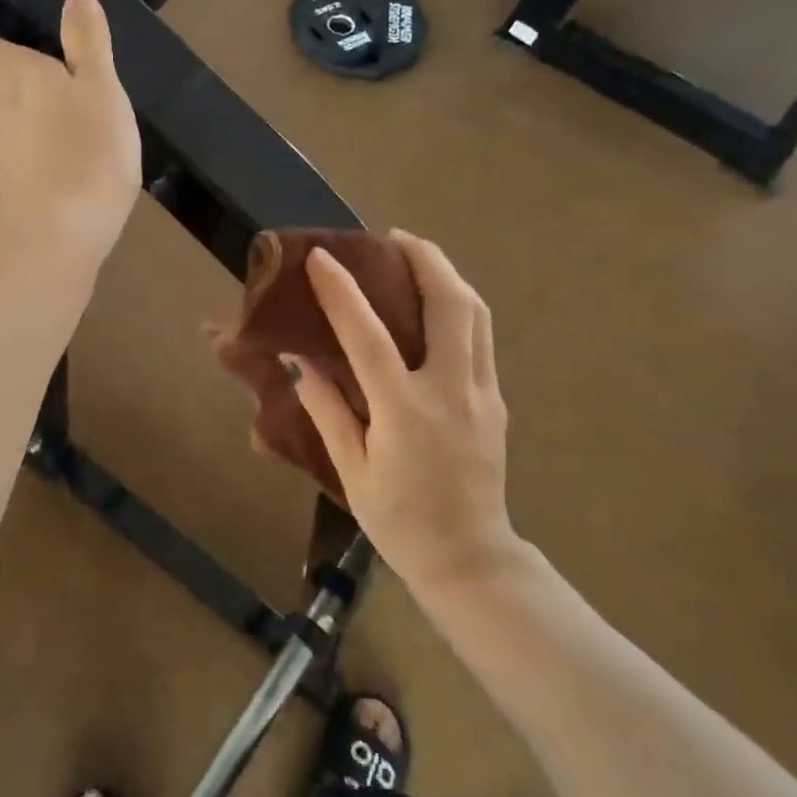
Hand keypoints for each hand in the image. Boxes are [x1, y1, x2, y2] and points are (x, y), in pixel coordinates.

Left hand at [0, 0, 140, 262]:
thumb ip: (88, 44)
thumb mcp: (99, 88)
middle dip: (32, 83)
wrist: (60, 237)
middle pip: (5, 87)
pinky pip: (40, 161)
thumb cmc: (83, 151)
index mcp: (16, 78)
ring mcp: (10, 157)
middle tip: (72, 84)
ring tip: (90, 129)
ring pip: (25, 126)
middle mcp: (3, 113)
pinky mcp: (24, 192)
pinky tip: (87, 169)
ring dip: (50, 123)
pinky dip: (58, 158)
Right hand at [290, 233, 519, 596]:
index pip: (369, 335)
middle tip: (392, 237)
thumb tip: (300, 363)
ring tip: (415, 257)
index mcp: (405, 411)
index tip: (322, 257)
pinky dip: (459, 305)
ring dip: (446, 275)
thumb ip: (327, 411)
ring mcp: (481, 392)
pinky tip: (435, 304)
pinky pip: (480, 336)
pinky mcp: (495, 399)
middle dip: (423, 258)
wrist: (470, 559)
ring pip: (475, 313)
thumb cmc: (400, 521)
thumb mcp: (352, 471)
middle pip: (450, 303)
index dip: (343, 292)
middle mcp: (450, 390)